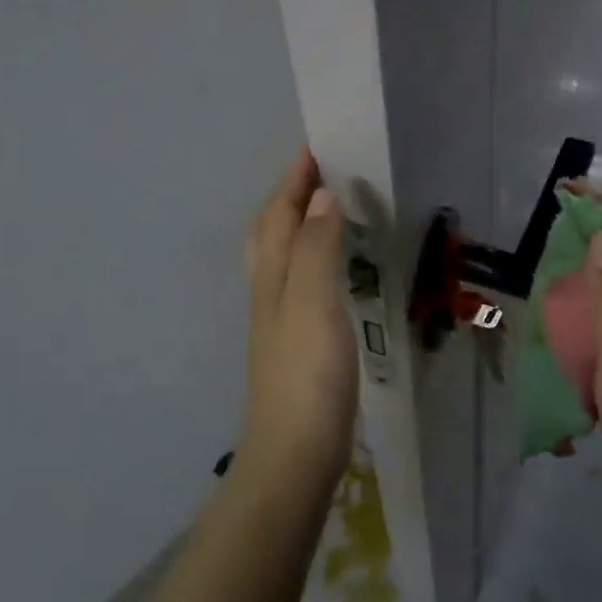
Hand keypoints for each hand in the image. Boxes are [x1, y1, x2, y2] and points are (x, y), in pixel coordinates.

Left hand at [241, 150, 358, 486]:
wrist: (295, 454)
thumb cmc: (307, 374)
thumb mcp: (312, 301)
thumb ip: (316, 248)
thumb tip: (320, 196)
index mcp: (273, 276)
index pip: (280, 214)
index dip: (295, 181)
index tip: (317, 148)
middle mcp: (270, 291)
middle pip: (270, 231)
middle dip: (288, 197)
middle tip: (318, 174)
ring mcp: (280, 320)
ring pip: (282, 257)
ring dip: (297, 226)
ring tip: (326, 211)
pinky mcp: (297, 344)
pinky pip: (300, 283)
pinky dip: (311, 260)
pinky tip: (330, 272)